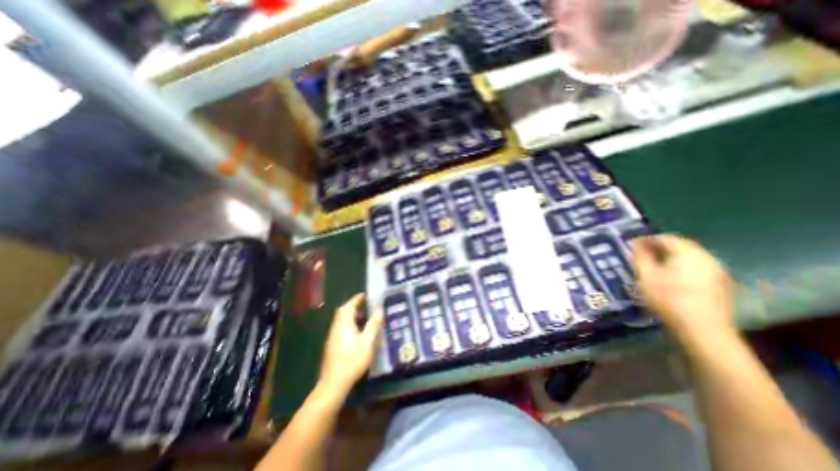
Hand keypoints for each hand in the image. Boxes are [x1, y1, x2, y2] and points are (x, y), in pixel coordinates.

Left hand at [318, 296, 383, 395]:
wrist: (333, 383)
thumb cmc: (352, 360)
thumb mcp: (367, 342)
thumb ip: (373, 324)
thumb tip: (380, 309)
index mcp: (344, 324)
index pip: (349, 306)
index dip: (357, 299)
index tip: (364, 295)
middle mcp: (336, 327)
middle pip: (343, 311)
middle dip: (353, 305)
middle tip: (364, 304)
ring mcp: (332, 336)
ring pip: (341, 320)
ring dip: (350, 314)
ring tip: (363, 316)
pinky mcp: (331, 344)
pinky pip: (340, 327)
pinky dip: (348, 323)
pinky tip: (356, 331)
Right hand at [630, 233, 736, 342]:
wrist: (703, 330)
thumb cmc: (668, 298)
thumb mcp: (646, 275)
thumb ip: (640, 257)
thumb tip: (636, 244)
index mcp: (688, 253)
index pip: (666, 238)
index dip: (647, 239)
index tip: (632, 244)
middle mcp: (707, 258)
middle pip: (681, 247)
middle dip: (660, 248)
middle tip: (641, 254)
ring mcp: (717, 273)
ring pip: (690, 259)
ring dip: (671, 259)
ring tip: (653, 266)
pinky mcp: (721, 286)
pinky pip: (697, 269)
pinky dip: (681, 269)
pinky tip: (671, 279)